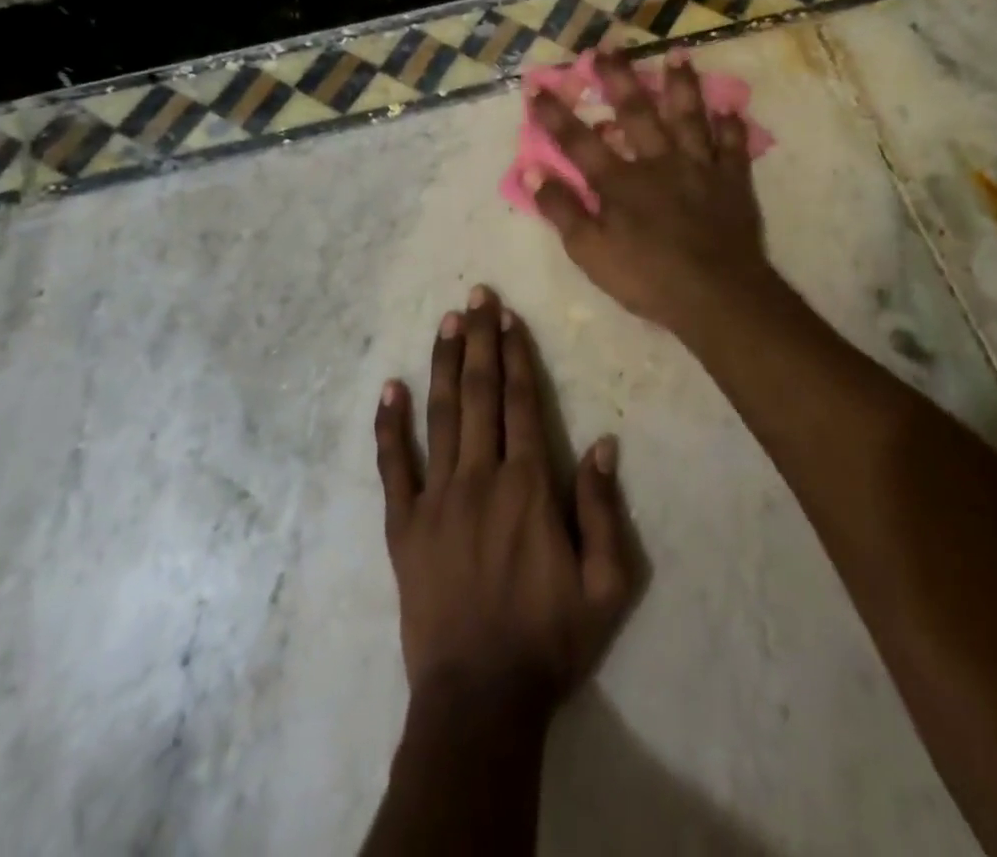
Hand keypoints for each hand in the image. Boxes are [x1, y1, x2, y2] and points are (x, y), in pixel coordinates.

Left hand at [374, 286, 633, 721]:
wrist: (480, 700)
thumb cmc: (549, 639)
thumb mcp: (606, 585)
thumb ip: (604, 509)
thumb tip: (603, 443)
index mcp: (528, 486)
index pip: (521, 402)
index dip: (515, 354)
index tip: (508, 316)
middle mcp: (479, 477)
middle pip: (480, 394)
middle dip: (479, 340)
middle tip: (476, 295)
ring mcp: (435, 499)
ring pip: (440, 416)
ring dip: (444, 365)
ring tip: (445, 322)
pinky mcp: (403, 526)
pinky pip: (393, 467)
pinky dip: (390, 426)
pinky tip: (390, 389)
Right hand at [525, 50, 773, 340]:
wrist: (717, 295)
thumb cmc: (648, 277)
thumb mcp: (591, 252)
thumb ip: (562, 210)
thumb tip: (532, 171)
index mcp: (620, 182)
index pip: (578, 141)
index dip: (554, 114)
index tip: (536, 84)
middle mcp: (658, 162)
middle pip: (635, 113)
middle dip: (618, 79)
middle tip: (608, 47)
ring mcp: (699, 167)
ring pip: (688, 117)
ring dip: (681, 85)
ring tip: (677, 53)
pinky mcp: (732, 181)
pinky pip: (732, 146)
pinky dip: (731, 126)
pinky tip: (730, 106)